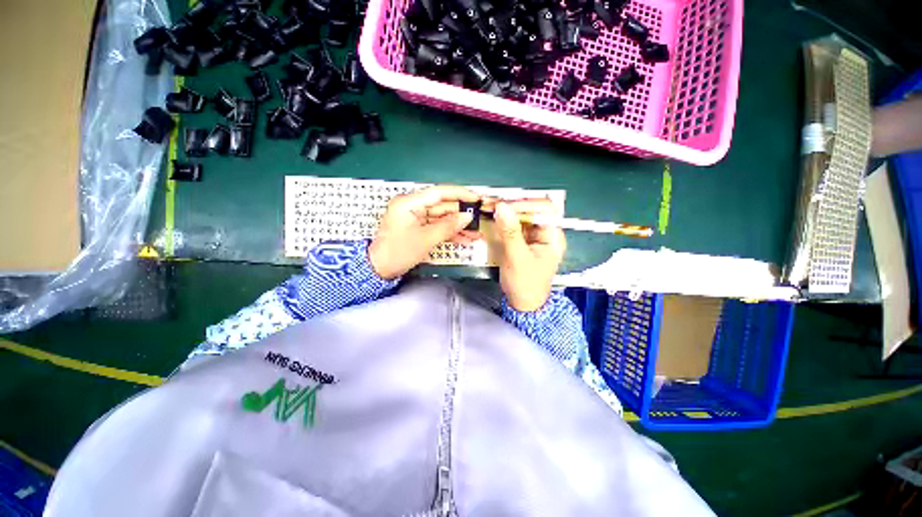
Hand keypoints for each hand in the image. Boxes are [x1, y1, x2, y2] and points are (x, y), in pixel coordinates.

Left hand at [369, 185, 481, 278]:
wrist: (380, 270)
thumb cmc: (398, 252)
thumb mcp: (425, 239)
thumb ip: (448, 226)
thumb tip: (467, 217)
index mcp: (409, 203)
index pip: (438, 193)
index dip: (459, 194)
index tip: (476, 198)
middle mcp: (413, 207)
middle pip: (442, 206)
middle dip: (461, 214)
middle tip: (479, 218)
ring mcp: (417, 219)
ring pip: (443, 219)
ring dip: (459, 226)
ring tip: (476, 233)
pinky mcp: (420, 229)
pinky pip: (438, 228)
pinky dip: (451, 233)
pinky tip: (466, 239)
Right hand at [492, 199, 565, 311]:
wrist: (522, 303)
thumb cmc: (525, 283)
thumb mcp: (517, 257)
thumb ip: (510, 232)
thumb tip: (502, 206)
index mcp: (552, 236)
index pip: (544, 209)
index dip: (526, 203)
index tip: (505, 204)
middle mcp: (545, 233)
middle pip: (531, 211)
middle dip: (512, 206)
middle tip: (492, 204)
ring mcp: (533, 237)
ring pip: (521, 217)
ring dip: (506, 212)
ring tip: (489, 208)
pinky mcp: (522, 241)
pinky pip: (513, 226)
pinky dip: (503, 221)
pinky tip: (492, 218)